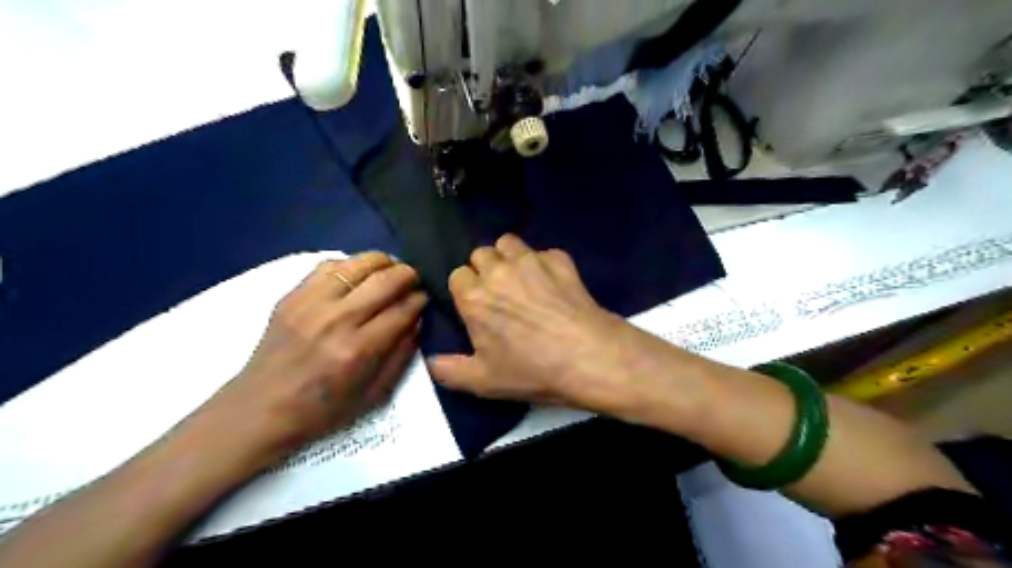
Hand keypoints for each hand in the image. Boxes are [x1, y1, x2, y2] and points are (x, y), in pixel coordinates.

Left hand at [195, 250, 422, 464]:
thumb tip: (417, 320)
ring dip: (383, 262)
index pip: (402, 309)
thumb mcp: (374, 395)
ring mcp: (310, 303)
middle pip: (385, 280)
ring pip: (358, 263)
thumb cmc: (321, 411)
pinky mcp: (291, 296)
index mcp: (358, 350)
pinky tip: (358, 274)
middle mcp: (337, 320)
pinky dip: (351, 265)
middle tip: (414, 280)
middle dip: (408, 275)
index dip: (420, 299)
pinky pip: (328, 265)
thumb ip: (401, 355)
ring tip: (390, 269)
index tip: (426, 298)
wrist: (259, 410)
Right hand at [428, 235, 638, 411]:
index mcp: (474, 297)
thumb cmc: (533, 370)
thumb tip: (430, 360)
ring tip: (521, 279)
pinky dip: (543, 263)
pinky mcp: (559, 258)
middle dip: (485, 270)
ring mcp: (531, 260)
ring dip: (509, 257)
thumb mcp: (483, 381)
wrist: (589, 357)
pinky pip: (542, 252)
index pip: (457, 275)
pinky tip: (553, 285)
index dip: (466, 290)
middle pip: (480, 254)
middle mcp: (498, 270)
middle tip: (499, 294)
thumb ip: (447, 370)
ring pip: (508, 243)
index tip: (477, 307)